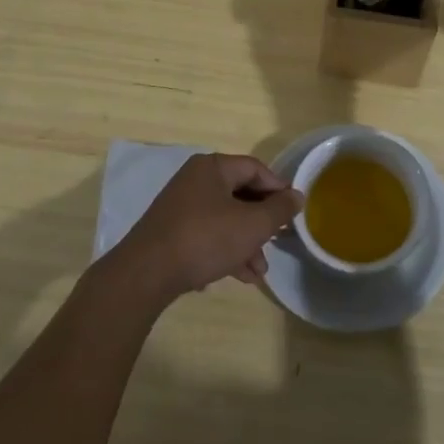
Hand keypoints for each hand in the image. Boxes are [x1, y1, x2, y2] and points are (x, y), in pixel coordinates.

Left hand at [111, 153, 302, 306]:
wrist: (146, 274)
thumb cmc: (205, 239)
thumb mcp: (252, 225)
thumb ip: (279, 209)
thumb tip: (297, 196)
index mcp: (213, 168)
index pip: (255, 168)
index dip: (278, 188)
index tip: (294, 212)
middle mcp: (195, 180)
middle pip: (240, 194)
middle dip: (262, 222)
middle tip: (279, 242)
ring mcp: (181, 206)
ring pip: (225, 218)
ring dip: (246, 242)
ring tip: (260, 272)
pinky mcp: (172, 232)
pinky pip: (208, 234)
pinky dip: (225, 250)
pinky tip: (238, 276)